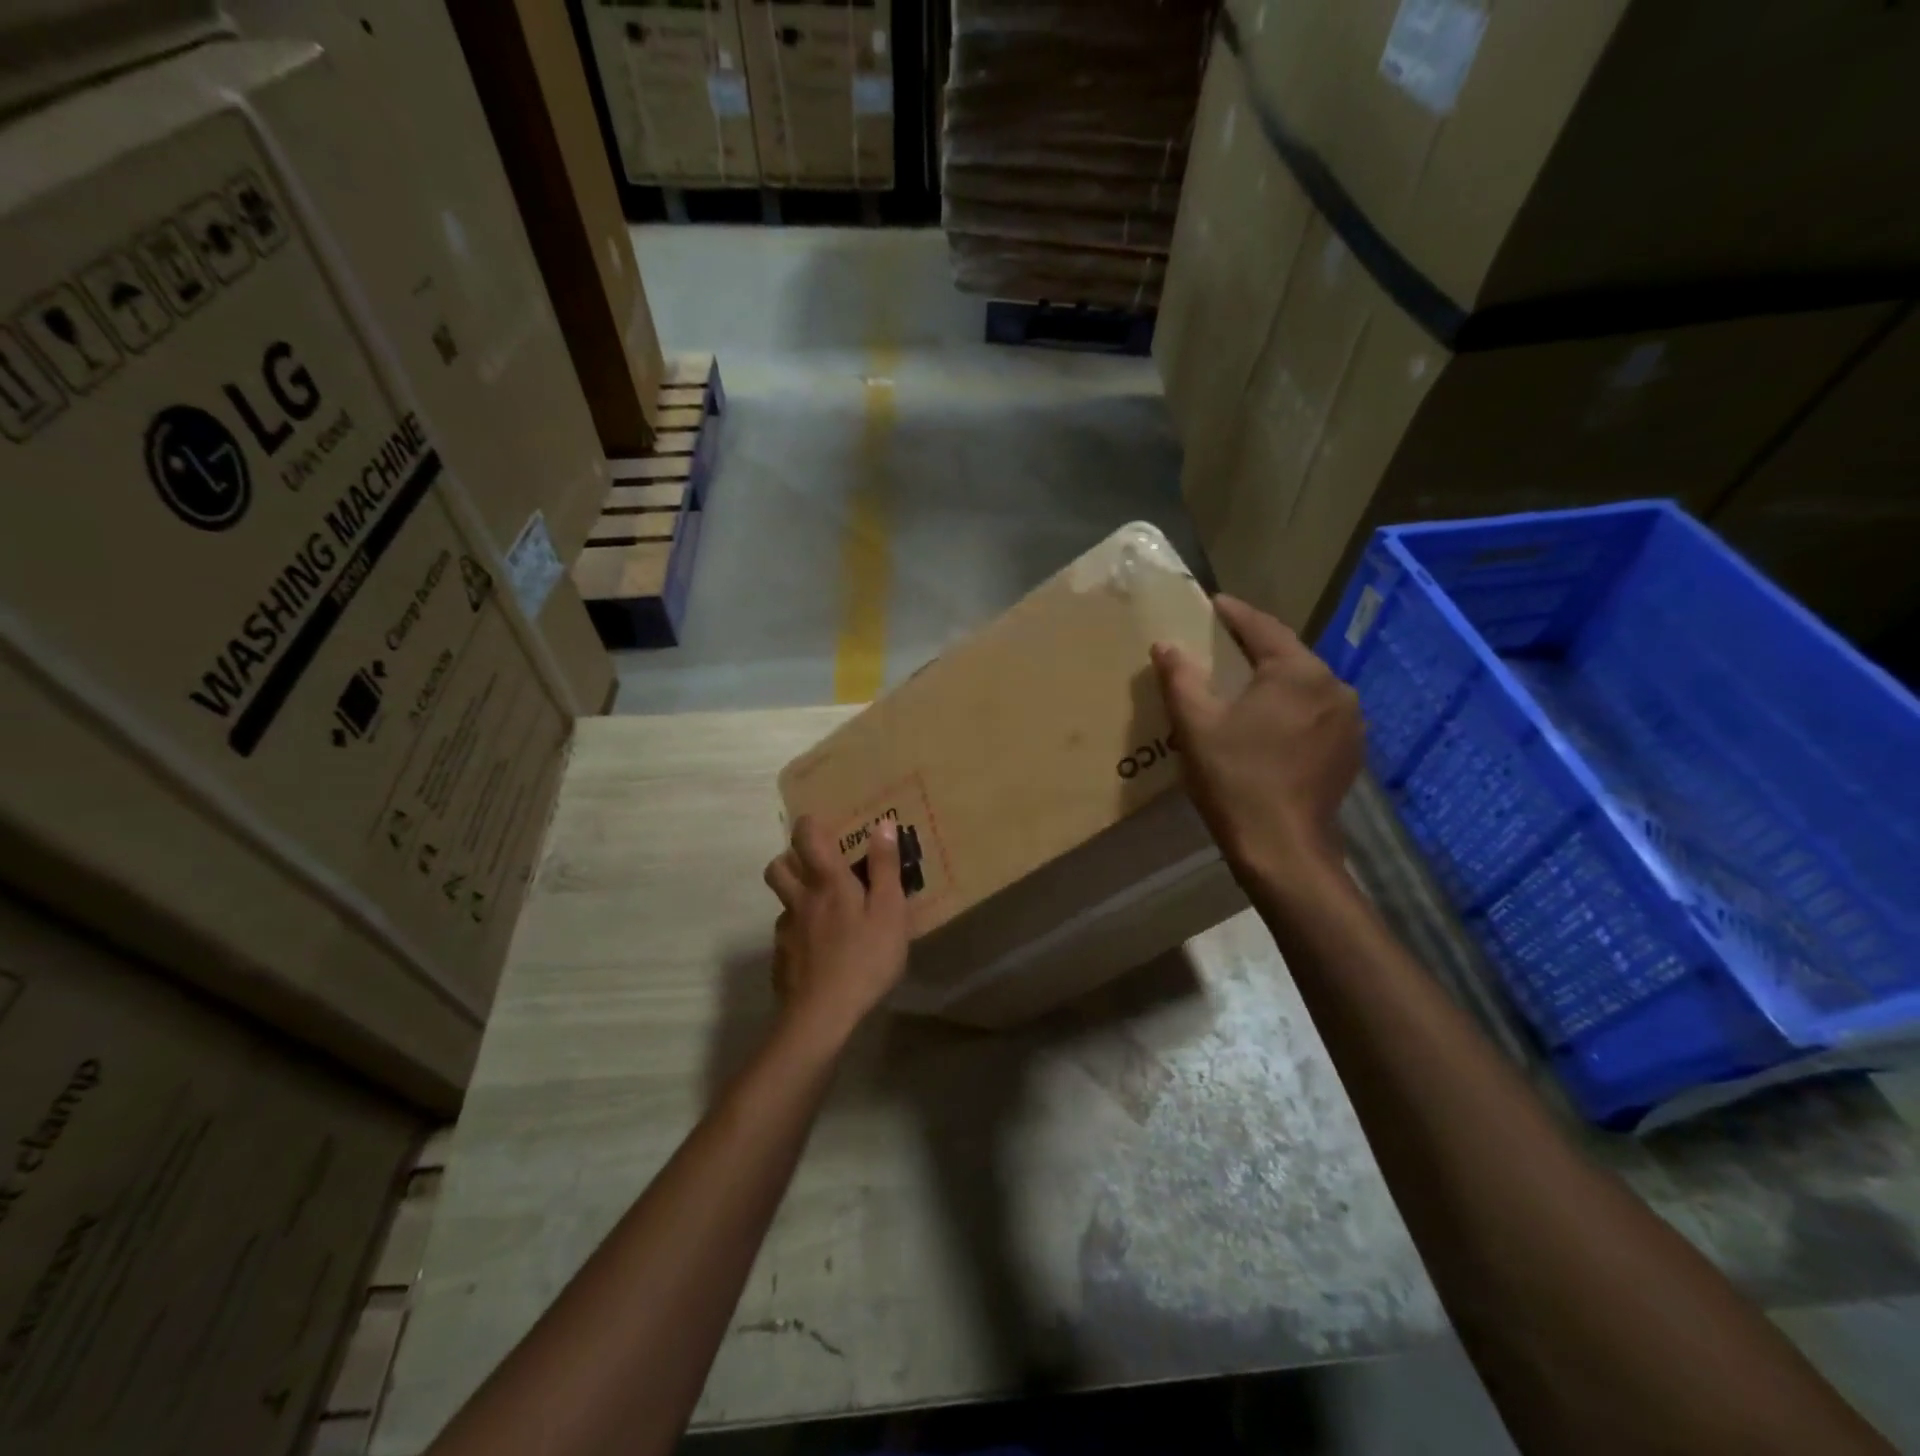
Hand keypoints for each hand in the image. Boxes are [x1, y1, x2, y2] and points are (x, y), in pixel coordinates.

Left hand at [763, 816, 909, 1047]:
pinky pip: (786, 933)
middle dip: (791, 857)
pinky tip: (819, 949)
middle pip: (778, 866)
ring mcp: (786, 931)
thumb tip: (883, 824)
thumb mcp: (889, 912)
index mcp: (827, 883)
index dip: (810, 825)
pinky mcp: (781, 959)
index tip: (822, 824)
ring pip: (781, 900)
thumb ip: (885, 868)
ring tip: (821, 907)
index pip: (807, 838)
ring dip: (794, 894)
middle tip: (815, 864)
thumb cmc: (865, 959)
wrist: (821, 1016)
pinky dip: (799, 931)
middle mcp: (800, 900)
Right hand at [1151, 595, 1363, 890]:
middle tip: (1223, 646)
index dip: (1234, 613)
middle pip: (1288, 655)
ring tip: (1246, 685)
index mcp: (1298, 673)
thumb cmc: (1235, 779)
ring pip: (1305, 685)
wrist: (1282, 847)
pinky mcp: (1351, 749)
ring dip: (1276, 680)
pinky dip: (1292, 708)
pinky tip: (1271, 723)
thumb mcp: (1196, 725)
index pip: (1263, 628)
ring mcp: (1350, 720)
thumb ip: (1180, 678)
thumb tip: (1166, 645)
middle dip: (1255, 648)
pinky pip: (1317, 712)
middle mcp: (1334, 686)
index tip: (1213, 603)